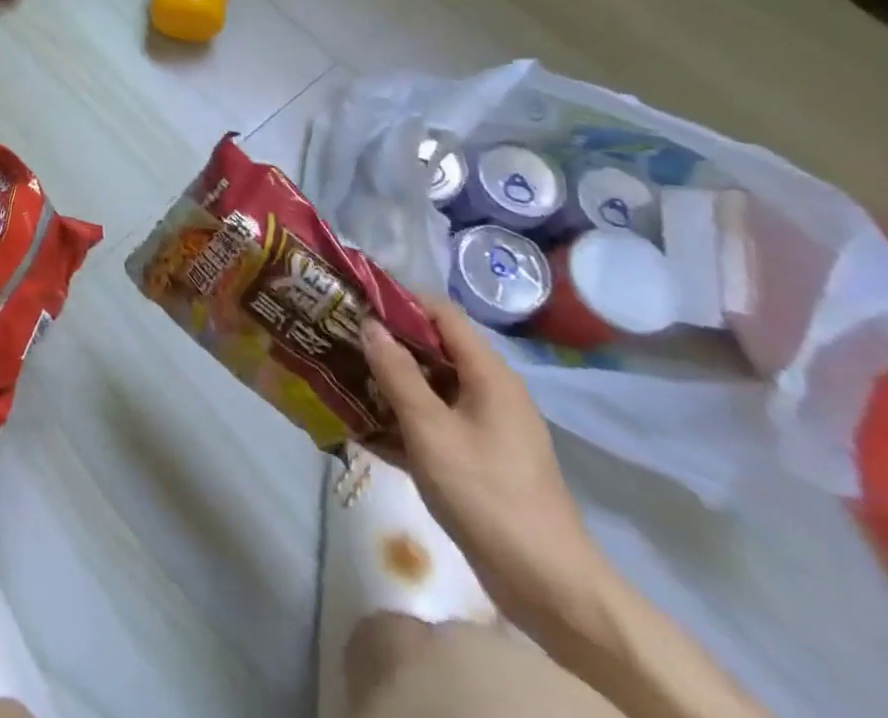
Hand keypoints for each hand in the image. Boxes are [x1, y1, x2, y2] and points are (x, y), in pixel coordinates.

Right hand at [361, 296, 612, 634]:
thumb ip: (397, 373)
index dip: (399, 300)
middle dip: (387, 342)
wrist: (549, 587)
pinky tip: (362, 426)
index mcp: (488, 374)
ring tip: (341, 375)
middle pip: (434, 348)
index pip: (441, 313)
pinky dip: (402, 419)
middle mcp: (490, 391)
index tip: (355, 299)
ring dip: (389, 382)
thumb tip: (370, 325)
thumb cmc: (486, 493)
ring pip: (430, 387)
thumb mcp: (430, 429)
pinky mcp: (478, 459)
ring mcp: (485, 427)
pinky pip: (433, 422)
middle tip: (339, 336)